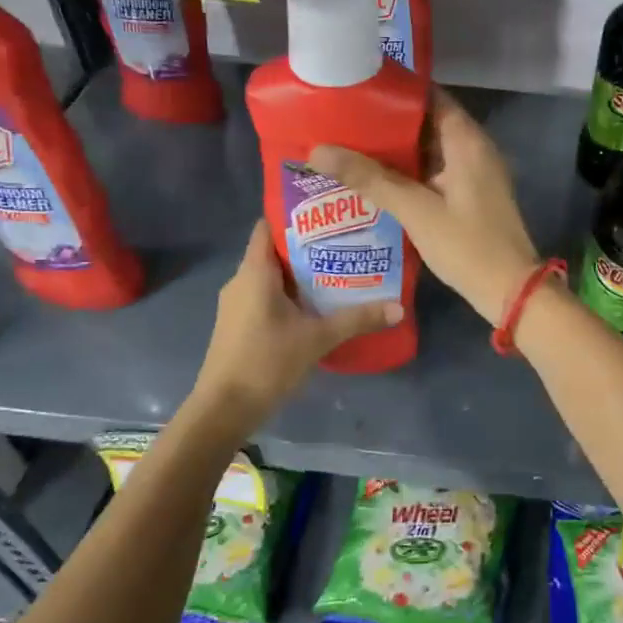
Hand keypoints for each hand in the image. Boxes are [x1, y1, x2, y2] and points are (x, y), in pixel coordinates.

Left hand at [191, 220, 399, 426]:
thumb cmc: (266, 362)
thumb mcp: (317, 338)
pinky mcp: (239, 325)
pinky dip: (289, 295)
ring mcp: (237, 304)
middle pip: (273, 251)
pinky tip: (316, 305)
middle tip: (345, 243)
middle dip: (308, 246)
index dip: (294, 216)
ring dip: (300, 274)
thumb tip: (399, 307)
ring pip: (271, 277)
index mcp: (255, 272)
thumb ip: (357, 319)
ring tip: (338, 271)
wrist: (224, 409)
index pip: (267, 226)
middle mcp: (241, 281)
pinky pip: (265, 296)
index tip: (327, 213)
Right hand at [310, 88, 539, 326]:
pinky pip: (435, 173)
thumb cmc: (467, 246)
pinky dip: (408, 173)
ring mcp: (474, 173)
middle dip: (387, 122)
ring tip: (349, 145)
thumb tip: (318, 151)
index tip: (357, 88)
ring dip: (395, 150)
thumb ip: (370, 179)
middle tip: (342, 119)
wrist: (511, 291)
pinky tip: (375, 181)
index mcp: (467, 140)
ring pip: (429, 150)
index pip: (429, 96)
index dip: (395, 90)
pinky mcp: (470, 196)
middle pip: (426, 122)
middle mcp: (474, 149)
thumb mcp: (416, 211)